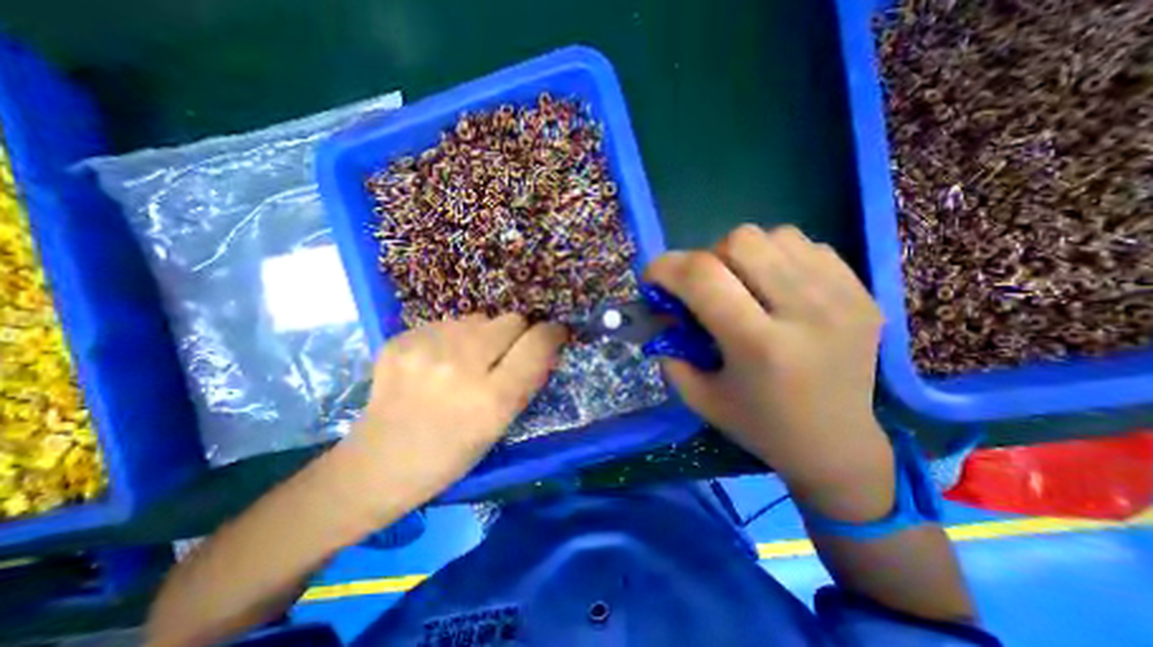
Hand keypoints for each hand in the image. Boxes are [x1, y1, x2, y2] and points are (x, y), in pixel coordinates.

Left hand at [335, 313, 567, 516]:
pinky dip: (453, 338)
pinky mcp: (401, 339)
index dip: (551, 334)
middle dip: (517, 333)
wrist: (378, 464)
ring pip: (480, 318)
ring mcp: (425, 349)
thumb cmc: (450, 455)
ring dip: (483, 335)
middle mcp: (459, 367)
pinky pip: (449, 323)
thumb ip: (526, 380)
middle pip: (511, 320)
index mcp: (490, 400)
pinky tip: (437, 362)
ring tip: (465, 362)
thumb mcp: (500, 425)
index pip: (536, 344)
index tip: (554, 334)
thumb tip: (543, 342)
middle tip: (502, 355)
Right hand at [646, 223, 893, 519]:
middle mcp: (806, 313)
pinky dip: (777, 257)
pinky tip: (776, 287)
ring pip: (774, 235)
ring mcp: (843, 297)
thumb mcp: (698, 395)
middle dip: (706, 258)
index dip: (666, 267)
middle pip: (740, 241)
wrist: (836, 445)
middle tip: (704, 287)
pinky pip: (806, 245)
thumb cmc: (758, 425)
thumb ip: (670, 347)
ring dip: (743, 255)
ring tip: (743, 285)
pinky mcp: (863, 291)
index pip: (703, 276)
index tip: (653, 278)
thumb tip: (662, 308)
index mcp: (760, 346)